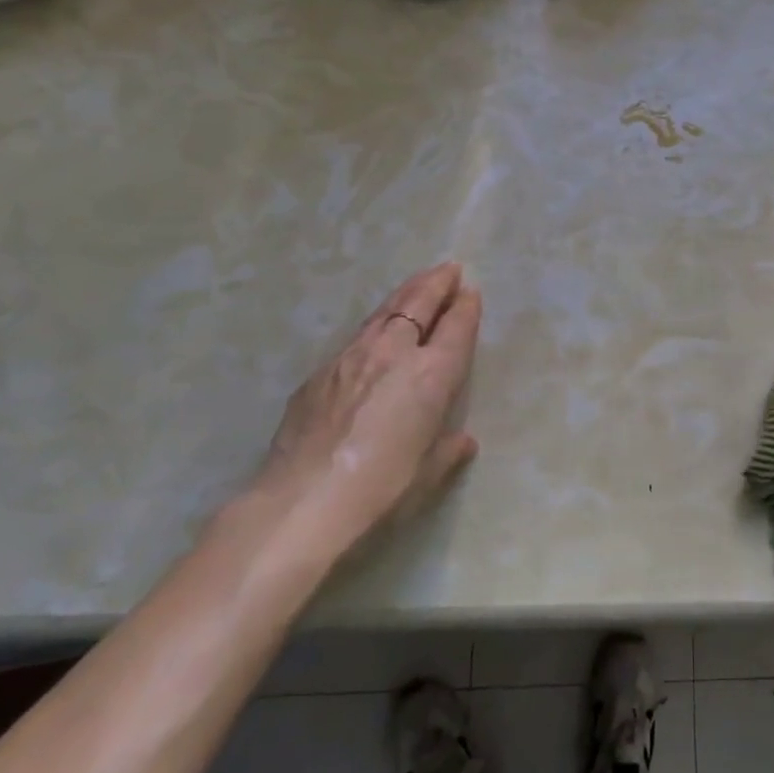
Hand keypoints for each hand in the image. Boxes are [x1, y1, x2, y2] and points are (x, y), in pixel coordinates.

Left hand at [252, 262, 482, 555]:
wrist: (302, 503)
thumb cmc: (381, 491)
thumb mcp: (427, 474)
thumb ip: (448, 450)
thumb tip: (462, 441)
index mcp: (431, 375)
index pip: (455, 327)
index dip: (466, 306)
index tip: (472, 291)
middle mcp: (393, 354)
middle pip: (418, 303)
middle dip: (436, 283)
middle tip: (449, 269)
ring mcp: (352, 358)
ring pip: (384, 312)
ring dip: (405, 294)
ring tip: (417, 284)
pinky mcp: (320, 372)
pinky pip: (356, 337)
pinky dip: (375, 326)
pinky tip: (374, 334)